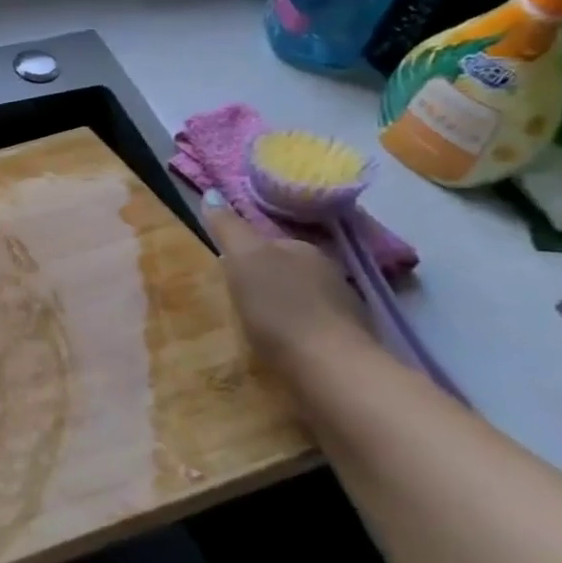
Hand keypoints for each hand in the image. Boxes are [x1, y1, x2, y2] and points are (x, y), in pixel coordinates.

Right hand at [201, 193, 373, 374]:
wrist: (330, 369)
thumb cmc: (281, 308)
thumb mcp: (244, 260)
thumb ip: (228, 228)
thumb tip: (212, 193)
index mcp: (304, 249)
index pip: (269, 243)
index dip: (245, 256)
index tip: (226, 274)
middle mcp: (330, 273)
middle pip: (287, 271)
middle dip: (265, 283)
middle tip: (236, 303)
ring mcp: (345, 310)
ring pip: (302, 301)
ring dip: (283, 310)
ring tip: (257, 329)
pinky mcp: (349, 345)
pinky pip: (314, 330)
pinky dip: (298, 335)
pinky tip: (284, 350)